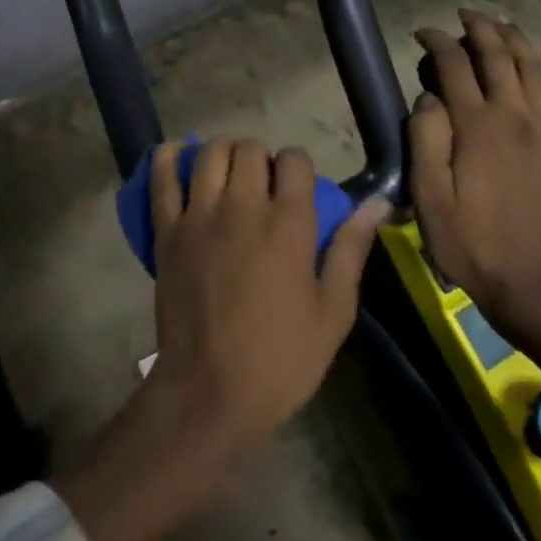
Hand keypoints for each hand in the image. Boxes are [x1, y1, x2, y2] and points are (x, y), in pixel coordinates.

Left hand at [148, 138, 388, 456]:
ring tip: (229, 174)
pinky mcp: (167, 231)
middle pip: (250, 149)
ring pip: (210, 153)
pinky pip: (162, 177)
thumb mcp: (333, 311)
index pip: (295, 160)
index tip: (297, 190)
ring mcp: (199, 216)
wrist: (209, 392)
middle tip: (264, 185)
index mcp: (289, 224)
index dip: (299, 167)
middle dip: (262, 157)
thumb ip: (352, 249)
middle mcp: (243, 207)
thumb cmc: (281, 358)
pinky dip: (170, 158)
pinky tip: (181, 158)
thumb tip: (378, 203)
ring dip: (224, 153)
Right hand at [409, 10, 540, 324]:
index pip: (455, 67)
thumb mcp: (428, 197)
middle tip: (463, 16)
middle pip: (499, 56)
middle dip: (479, 29)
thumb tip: (428, 98)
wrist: (530, 281)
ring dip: (516, 38)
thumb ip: (425, 141)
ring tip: (499, 25)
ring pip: (535, 66)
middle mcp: (517, 116)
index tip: (422, 34)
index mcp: (477, 127)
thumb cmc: (469, 241)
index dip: (437, 43)